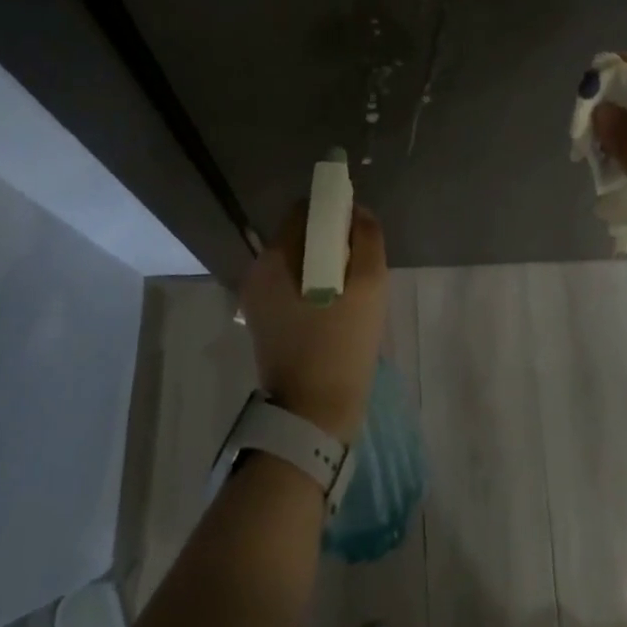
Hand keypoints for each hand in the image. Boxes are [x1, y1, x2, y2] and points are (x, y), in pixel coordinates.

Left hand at [239, 202, 388, 441]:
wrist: (314, 415)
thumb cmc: (341, 345)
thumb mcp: (368, 285)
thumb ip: (366, 238)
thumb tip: (357, 211)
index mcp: (275, 258)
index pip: (305, 211)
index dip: (335, 213)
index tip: (359, 236)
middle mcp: (258, 272)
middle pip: (301, 236)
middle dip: (333, 243)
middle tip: (360, 270)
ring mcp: (258, 299)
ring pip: (300, 263)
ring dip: (327, 267)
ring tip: (352, 295)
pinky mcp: (264, 322)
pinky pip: (294, 287)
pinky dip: (316, 288)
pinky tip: (337, 312)